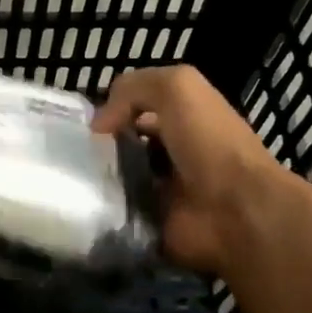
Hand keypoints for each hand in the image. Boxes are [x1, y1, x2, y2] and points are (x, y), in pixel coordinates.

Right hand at [92, 66, 291, 275]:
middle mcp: (173, 153)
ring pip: (115, 179)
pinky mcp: (153, 224)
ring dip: (94, 178)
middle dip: (96, 147)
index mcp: (184, 118)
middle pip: (122, 145)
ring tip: (73, 179)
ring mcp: (163, 191)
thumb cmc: (210, 143)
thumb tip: (99, 125)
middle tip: (73, 153)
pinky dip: (100, 210)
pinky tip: (86, 204)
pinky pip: (117, 214)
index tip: (84, 125)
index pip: (137, 109)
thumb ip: (133, 89)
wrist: (238, 212)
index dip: (111, 111)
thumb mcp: (178, 88)